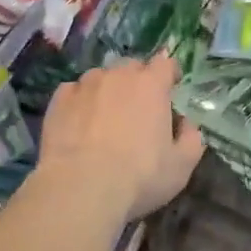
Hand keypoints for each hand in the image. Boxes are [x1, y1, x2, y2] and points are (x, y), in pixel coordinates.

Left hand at [37, 54, 203, 221]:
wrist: (80, 187)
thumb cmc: (139, 176)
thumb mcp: (181, 166)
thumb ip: (192, 139)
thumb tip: (187, 124)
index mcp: (151, 85)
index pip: (165, 63)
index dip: (169, 74)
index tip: (170, 89)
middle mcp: (118, 76)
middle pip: (132, 66)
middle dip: (138, 80)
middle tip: (138, 107)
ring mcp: (85, 85)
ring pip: (100, 77)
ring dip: (107, 90)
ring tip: (105, 117)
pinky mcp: (58, 100)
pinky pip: (73, 91)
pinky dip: (80, 101)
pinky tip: (79, 123)